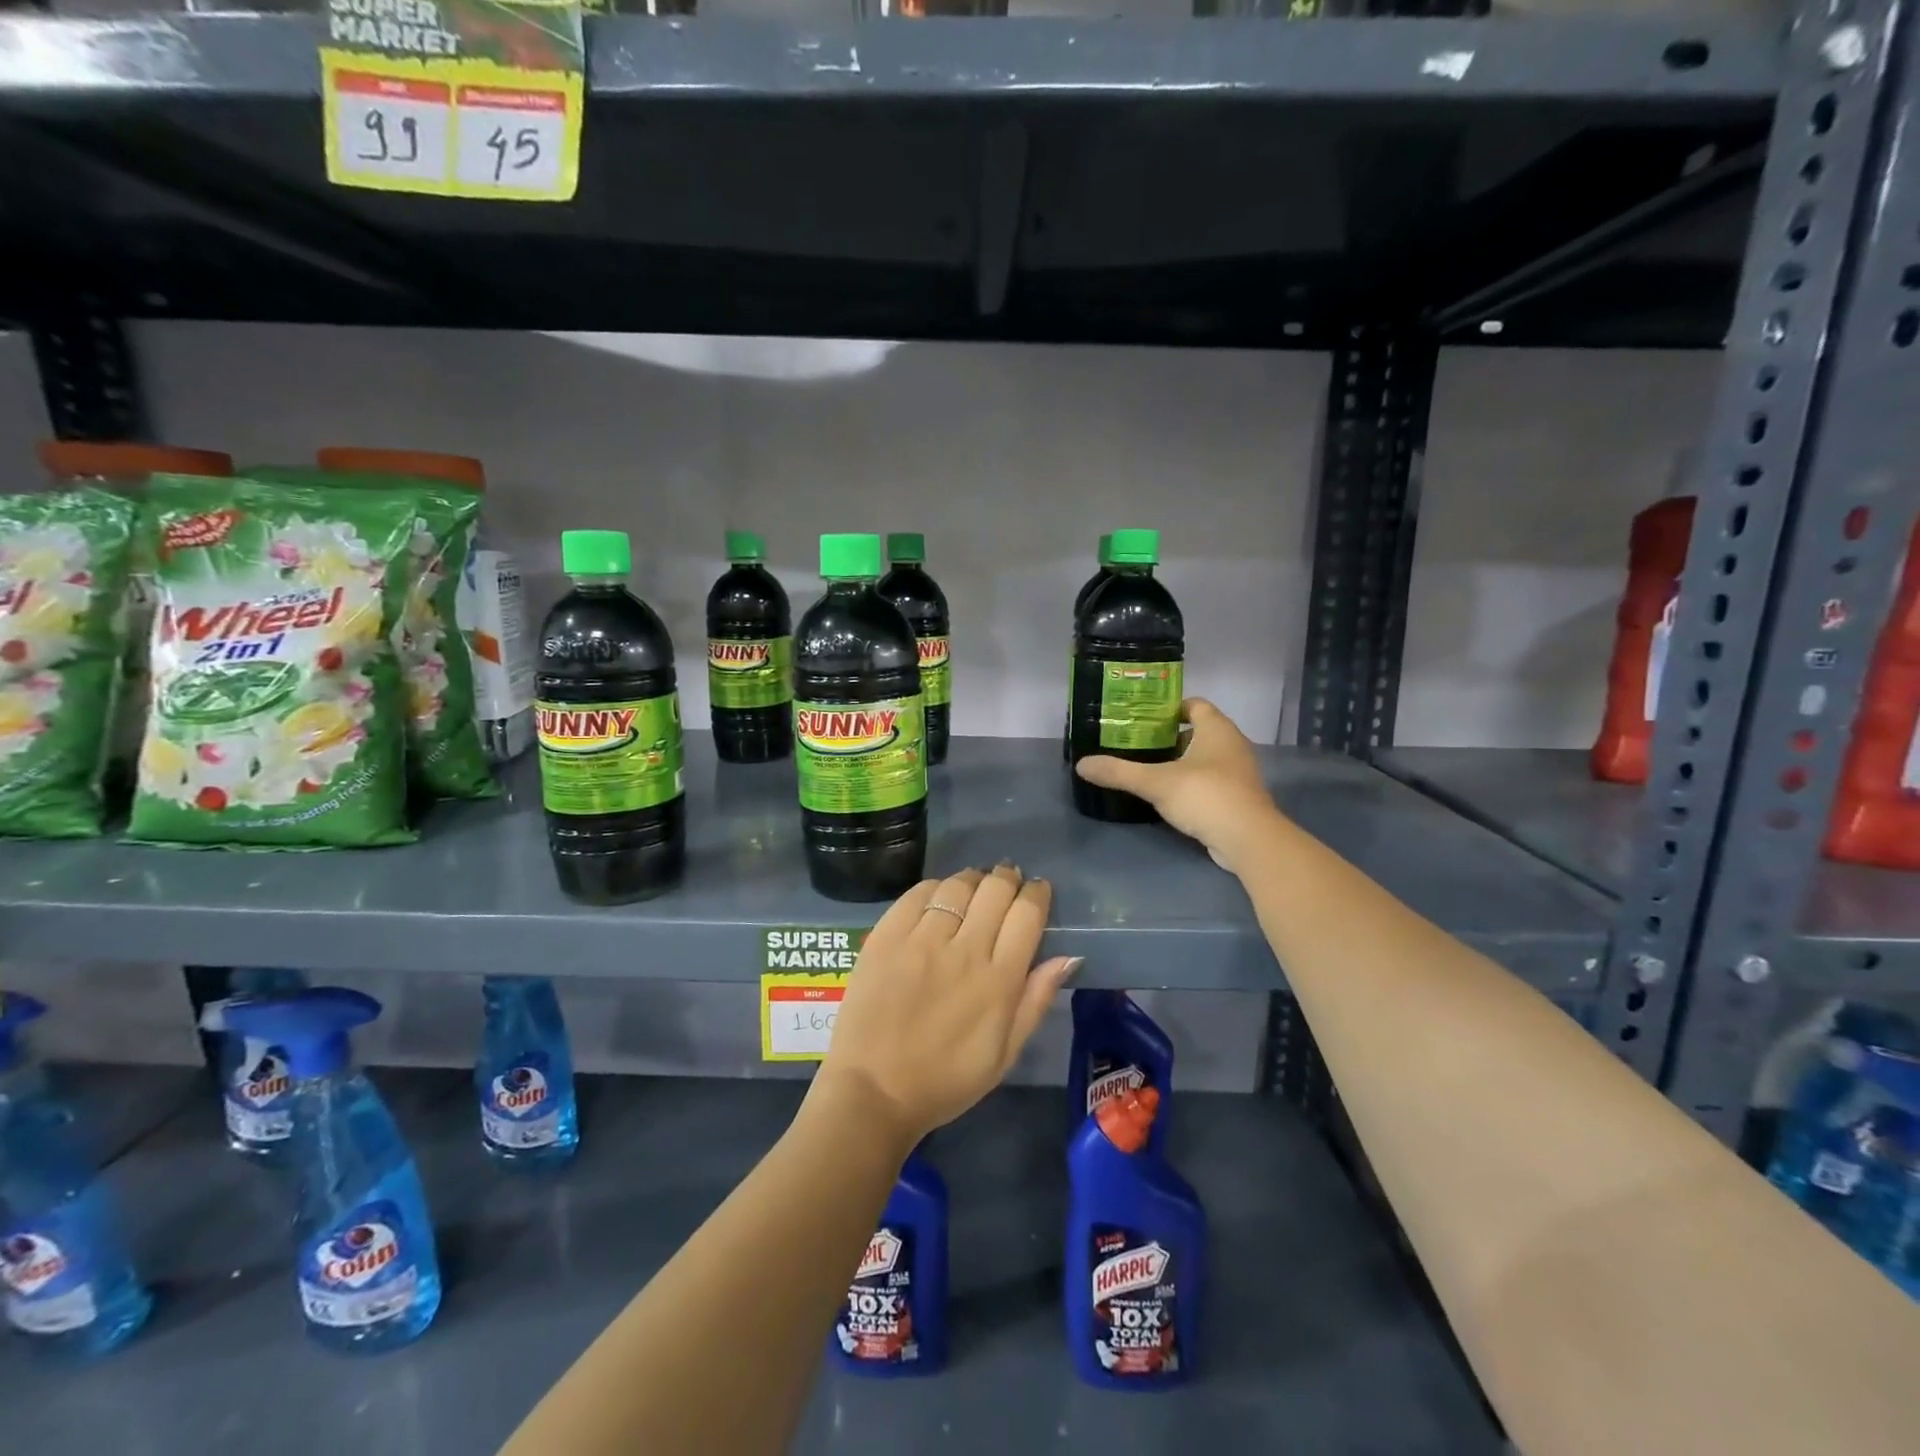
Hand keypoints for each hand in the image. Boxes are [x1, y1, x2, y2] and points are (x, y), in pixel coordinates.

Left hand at [814, 864, 1080, 1145]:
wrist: (873, 1091)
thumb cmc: (946, 1079)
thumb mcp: (1005, 1054)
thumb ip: (1036, 1000)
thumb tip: (1068, 956)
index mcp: (999, 981)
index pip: (1027, 914)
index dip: (1037, 894)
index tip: (1037, 891)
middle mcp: (964, 950)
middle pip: (995, 890)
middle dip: (1008, 878)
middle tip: (1008, 881)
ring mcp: (921, 940)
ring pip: (958, 886)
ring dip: (973, 879)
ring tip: (975, 885)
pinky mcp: (886, 936)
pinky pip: (917, 894)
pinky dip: (935, 888)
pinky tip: (939, 897)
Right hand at [1075, 698, 1282, 873]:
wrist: (1248, 839)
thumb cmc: (1205, 796)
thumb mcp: (1155, 782)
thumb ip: (1119, 772)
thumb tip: (1082, 764)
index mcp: (1217, 728)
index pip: (1194, 704)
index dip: (1169, 708)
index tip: (1142, 718)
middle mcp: (1231, 744)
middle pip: (1197, 730)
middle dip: (1168, 736)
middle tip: (1136, 743)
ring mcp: (1238, 771)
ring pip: (1204, 757)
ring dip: (1180, 761)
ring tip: (1147, 768)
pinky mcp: (1237, 796)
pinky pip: (1210, 779)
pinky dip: (1190, 782)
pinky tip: (1168, 794)